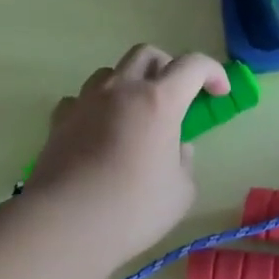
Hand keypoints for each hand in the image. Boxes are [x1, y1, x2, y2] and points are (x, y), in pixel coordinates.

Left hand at [25, 45, 231, 268]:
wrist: (65, 225)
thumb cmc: (133, 209)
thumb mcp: (181, 191)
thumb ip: (184, 162)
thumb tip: (176, 148)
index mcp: (159, 101)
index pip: (193, 65)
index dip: (212, 72)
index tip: (220, 93)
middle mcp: (121, 90)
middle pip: (147, 54)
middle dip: (169, 67)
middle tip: (178, 95)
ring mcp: (85, 102)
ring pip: (111, 72)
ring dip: (130, 84)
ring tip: (137, 114)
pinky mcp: (59, 121)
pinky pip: (82, 99)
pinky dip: (97, 107)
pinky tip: (101, 131)